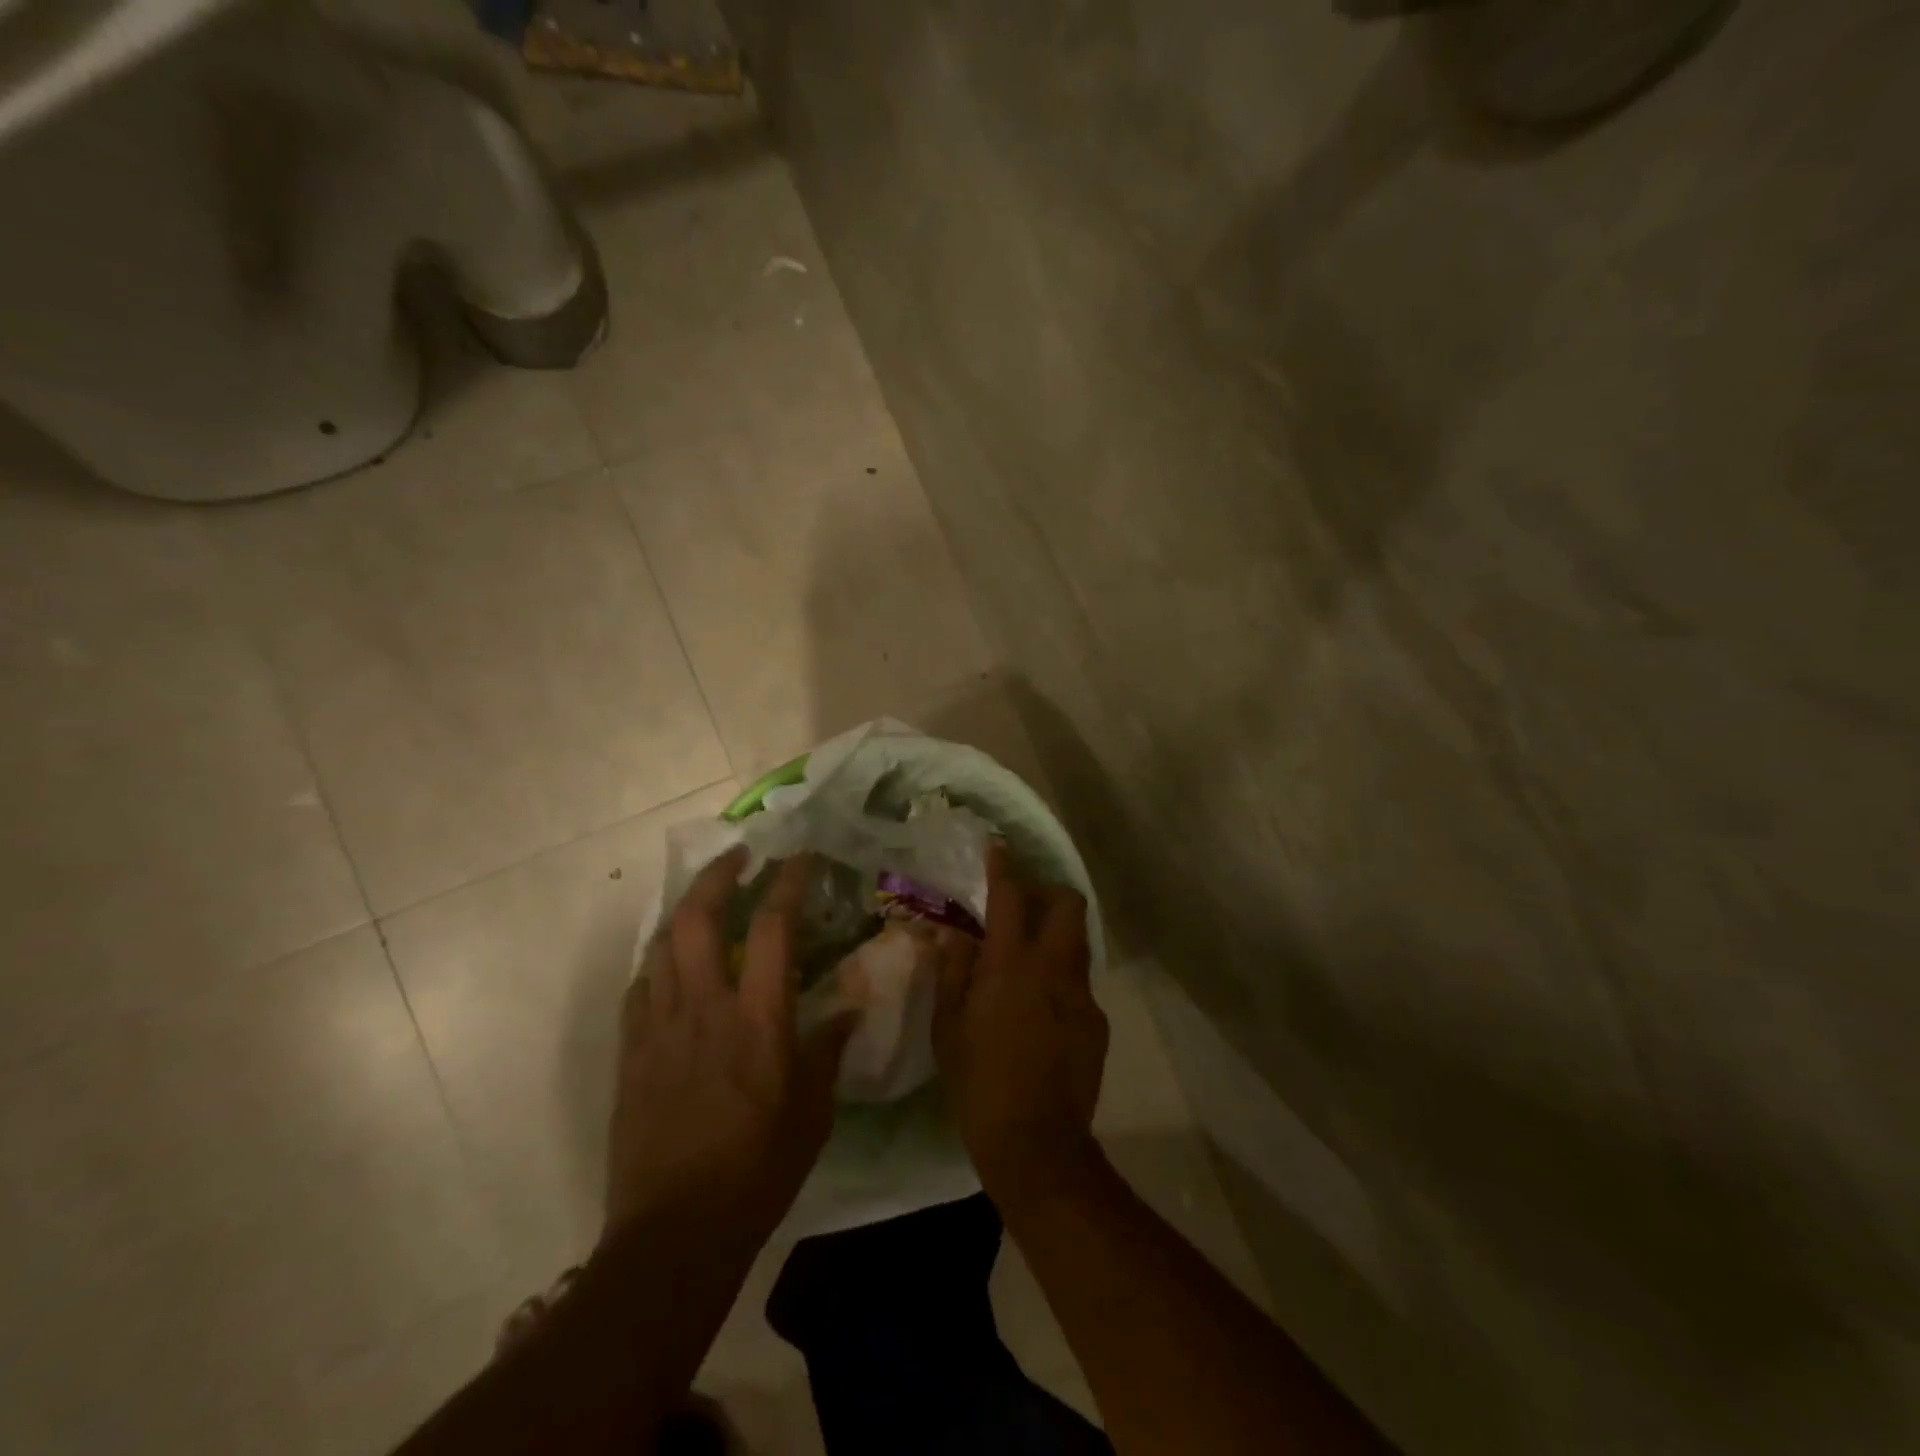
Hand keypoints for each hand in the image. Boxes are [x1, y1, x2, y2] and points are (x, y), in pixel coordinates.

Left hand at [607, 848, 853, 1241]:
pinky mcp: (631, 1052)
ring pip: (662, 944)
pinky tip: (670, 964)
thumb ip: (829, 1049)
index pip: (772, 927)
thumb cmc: (758, 1169)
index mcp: (758, 1019)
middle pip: (698, 916)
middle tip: (738, 856)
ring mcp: (659, 1027)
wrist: (674, 1233)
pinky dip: (658, 961)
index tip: (800, 856)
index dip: (788, 881)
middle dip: (718, 874)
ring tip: (704, 900)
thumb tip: (850, 1008)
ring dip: (685, 910)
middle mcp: (705, 1007)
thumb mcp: (813, 1112)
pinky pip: (640, 986)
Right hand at [932, 845, 1109, 1203]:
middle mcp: (1054, 969)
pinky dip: (1060, 976)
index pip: (1011, 897)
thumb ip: (953, 972)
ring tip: (1027, 955)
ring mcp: (1082, 995)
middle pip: (1066, 904)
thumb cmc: (979, 1084)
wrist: (1038, 1145)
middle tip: (1020, 903)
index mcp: (1012, 965)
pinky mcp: (1097, 1022)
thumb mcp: (948, 1028)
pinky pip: (1079, 981)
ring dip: (1054, 933)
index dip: (1004, 866)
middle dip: (1046, 891)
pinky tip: (1040, 1008)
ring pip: (1077, 941)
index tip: (998, 847)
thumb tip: (954, 934)